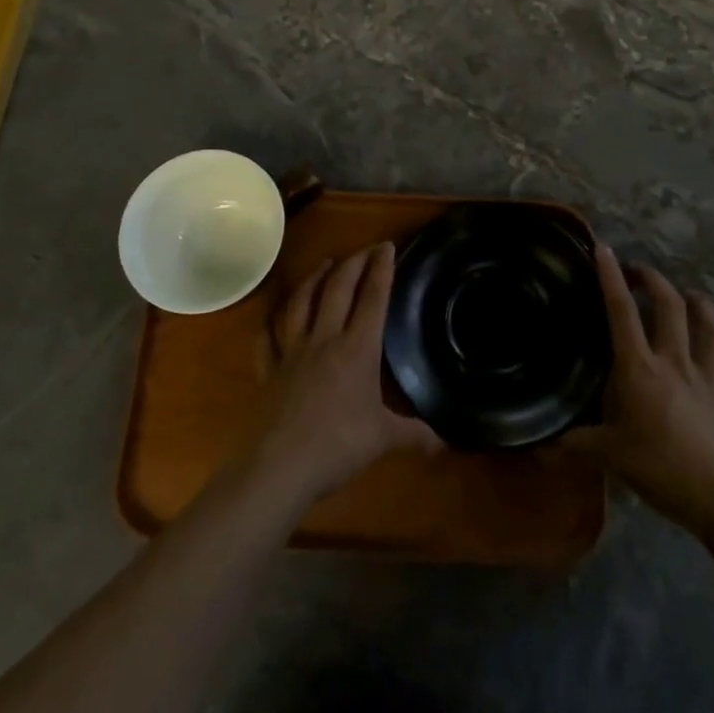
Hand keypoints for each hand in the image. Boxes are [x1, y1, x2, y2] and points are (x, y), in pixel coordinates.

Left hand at [248, 244, 441, 505]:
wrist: (280, 466)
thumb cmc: (338, 447)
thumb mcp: (383, 439)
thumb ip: (413, 434)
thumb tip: (445, 442)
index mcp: (357, 349)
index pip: (373, 298)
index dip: (381, 269)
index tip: (387, 246)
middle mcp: (325, 339)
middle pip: (338, 289)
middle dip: (354, 263)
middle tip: (365, 249)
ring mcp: (292, 351)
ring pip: (302, 302)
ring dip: (314, 278)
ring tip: (324, 263)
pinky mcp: (269, 369)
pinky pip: (268, 336)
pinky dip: (271, 320)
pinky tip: (274, 313)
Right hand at [567, 245, 713, 535]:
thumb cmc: (660, 469)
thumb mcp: (610, 457)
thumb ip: (576, 445)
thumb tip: (539, 447)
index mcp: (640, 368)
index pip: (621, 313)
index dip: (611, 277)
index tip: (604, 249)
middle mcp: (675, 363)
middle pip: (670, 308)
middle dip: (655, 281)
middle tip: (641, 273)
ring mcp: (708, 379)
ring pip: (710, 330)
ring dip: (701, 306)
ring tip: (691, 295)